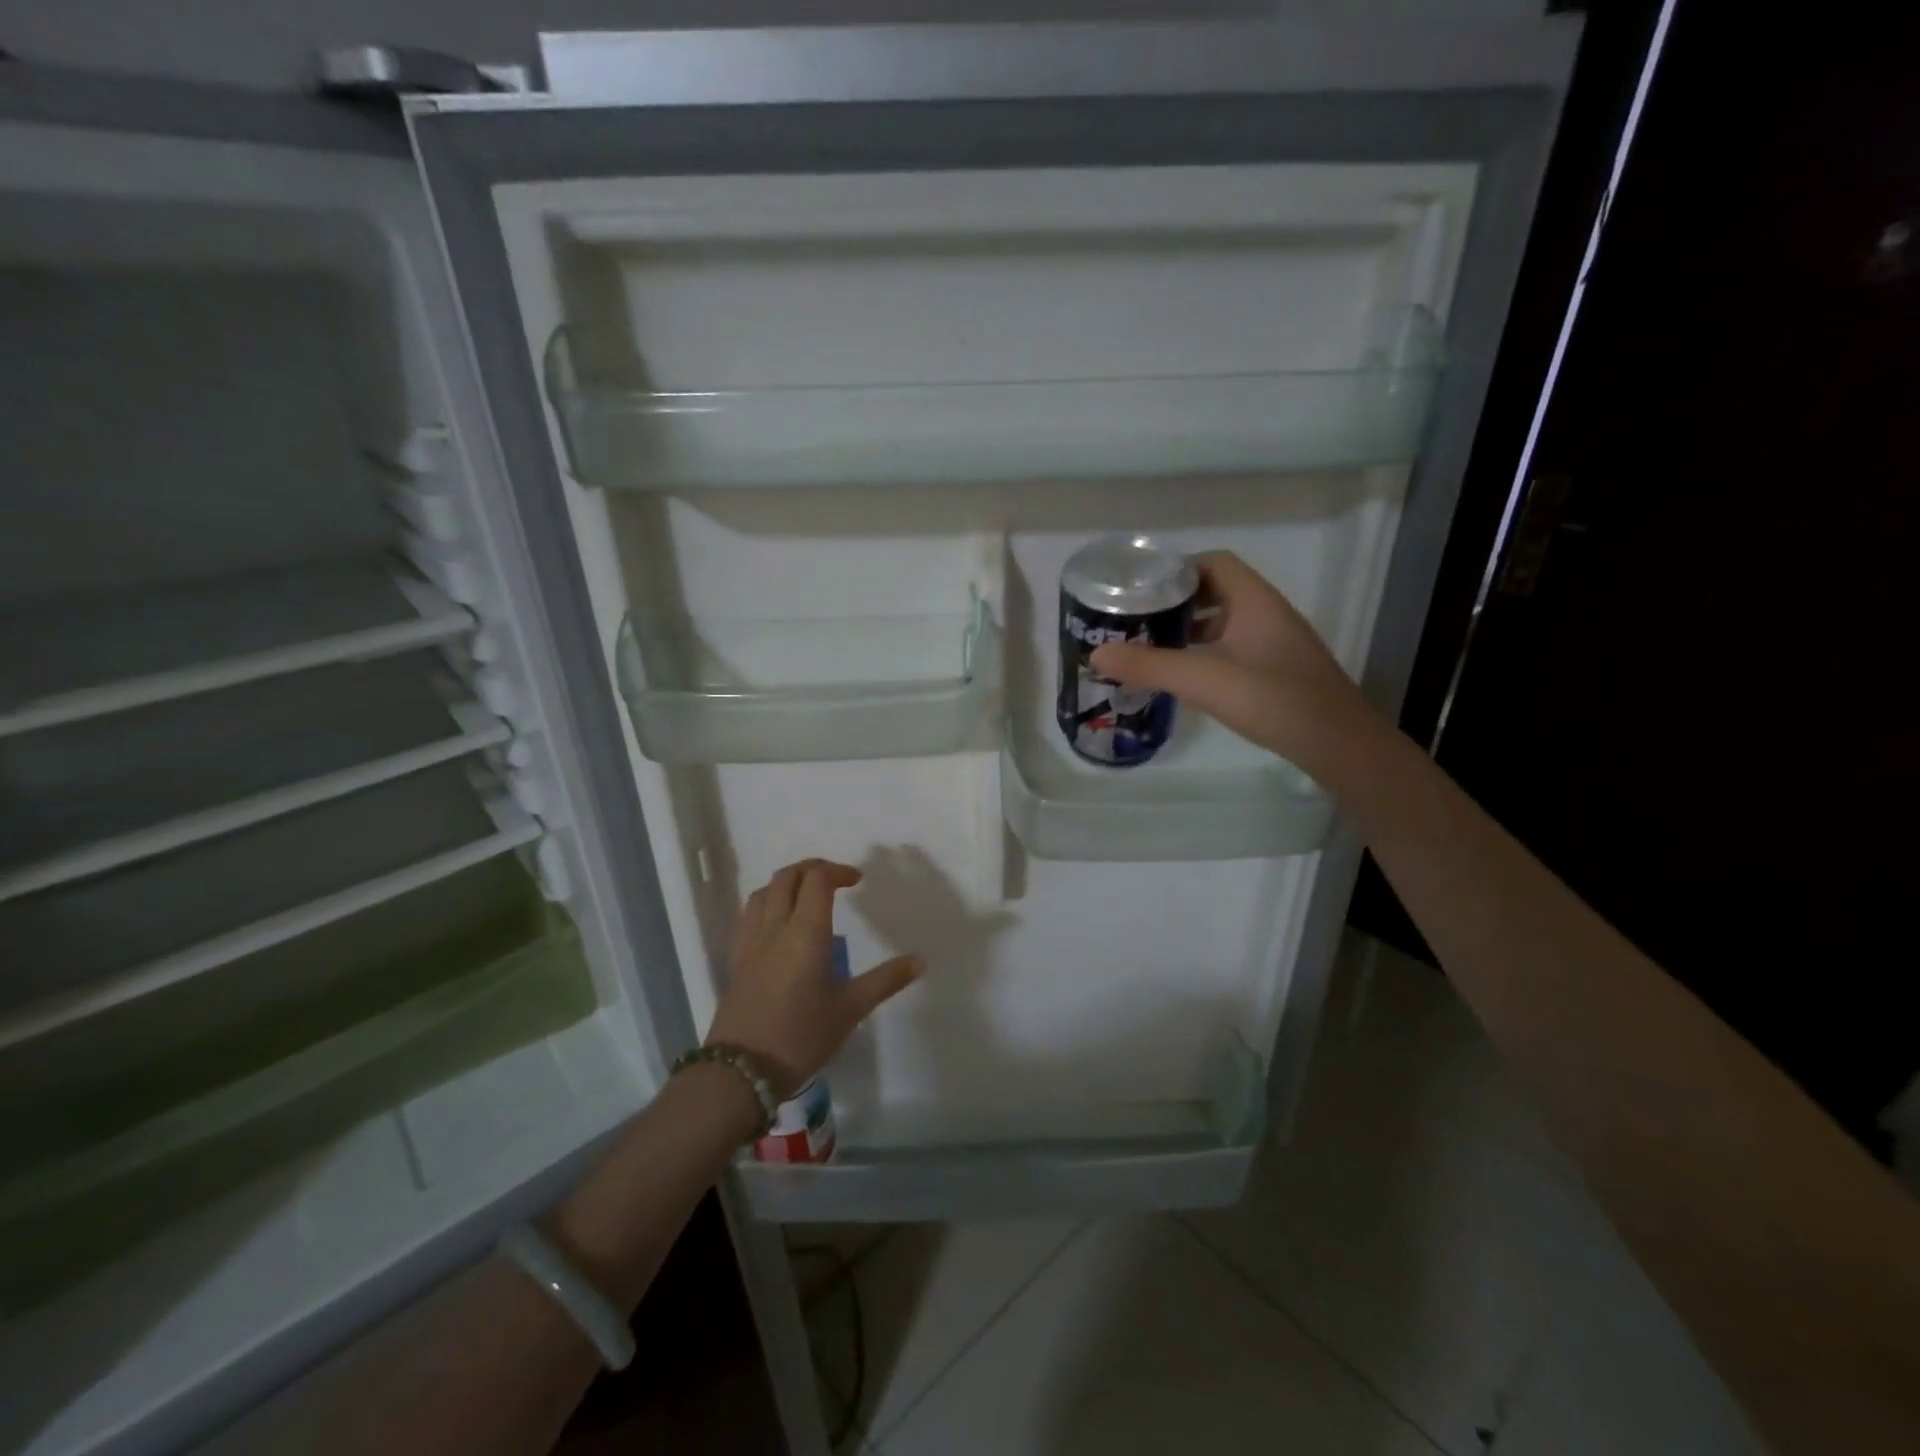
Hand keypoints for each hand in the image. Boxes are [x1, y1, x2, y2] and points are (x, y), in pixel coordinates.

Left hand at [706, 859, 923, 1097]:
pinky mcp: (736, 959)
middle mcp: (775, 927)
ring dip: (787, 883)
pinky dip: (768, 904)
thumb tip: (920, 961)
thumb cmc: (802, 1036)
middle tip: (834, 880)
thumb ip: (885, 980)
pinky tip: (779, 925)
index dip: (837, 870)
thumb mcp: (850, 1009)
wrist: (742, 1071)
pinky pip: (749, 914)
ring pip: (764, 892)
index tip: (856, 880)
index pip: (817, 880)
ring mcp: (750, 942)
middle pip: (787, 877)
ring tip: (807, 898)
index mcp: (805, 932)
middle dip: (812, 869)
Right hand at [1090, 551, 1375, 768]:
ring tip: (1151, 645)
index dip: (1177, 568)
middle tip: (1137, 618)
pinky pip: (1234, 647)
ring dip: (1190, 628)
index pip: (1214, 563)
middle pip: (1217, 590)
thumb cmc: (1276, 701)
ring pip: (1226, 622)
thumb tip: (1096, 654)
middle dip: (1176, 601)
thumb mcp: (1206, 681)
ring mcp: (1275, 643)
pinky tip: (1186, 675)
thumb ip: (1151, 666)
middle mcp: (1267, 614)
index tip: (1140, 587)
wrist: (1340, 745)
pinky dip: (1206, 652)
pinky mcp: (1277, 670)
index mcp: (1255, 601)